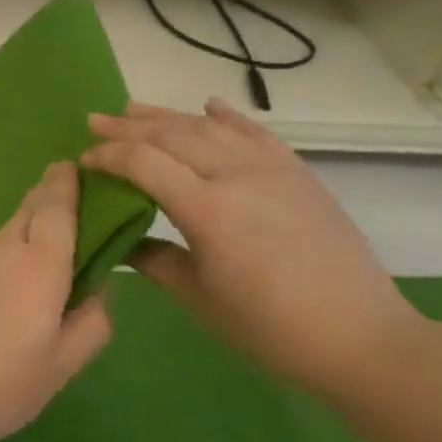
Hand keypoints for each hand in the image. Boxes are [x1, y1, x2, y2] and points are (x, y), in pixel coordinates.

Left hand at [0, 162, 113, 441]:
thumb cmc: (2, 380)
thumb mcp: (61, 365)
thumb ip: (91, 323)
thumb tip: (100, 290)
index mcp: (40, 263)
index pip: (57, 206)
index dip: (68, 182)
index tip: (78, 165)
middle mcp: (5, 249)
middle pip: (30, 208)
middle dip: (51, 195)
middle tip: (73, 196)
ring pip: (9, 229)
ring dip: (32, 222)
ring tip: (54, 239)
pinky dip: (12, 247)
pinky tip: (19, 274)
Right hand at [84, 100, 421, 397]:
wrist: (358, 336)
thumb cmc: (268, 328)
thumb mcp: (199, 299)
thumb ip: (154, 261)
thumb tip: (121, 240)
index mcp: (207, 210)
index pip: (144, 163)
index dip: (109, 156)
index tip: (83, 160)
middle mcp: (237, 176)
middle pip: (172, 136)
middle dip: (128, 127)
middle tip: (95, 121)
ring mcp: (272, 169)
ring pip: (210, 128)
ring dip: (168, 115)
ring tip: (134, 108)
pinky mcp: (298, 173)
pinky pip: (257, 133)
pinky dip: (229, 115)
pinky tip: (209, 104)